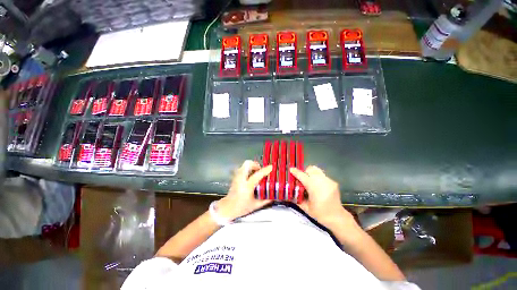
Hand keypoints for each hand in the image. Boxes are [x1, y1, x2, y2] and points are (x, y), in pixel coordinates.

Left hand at [218, 160, 272, 220]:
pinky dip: (248, 169)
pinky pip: (242, 168)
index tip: (271, 167)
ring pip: (244, 165)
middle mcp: (241, 179)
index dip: (265, 170)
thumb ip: (266, 200)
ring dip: (252, 166)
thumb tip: (274, 195)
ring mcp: (237, 177)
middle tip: (261, 169)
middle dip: (255, 164)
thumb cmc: (241, 208)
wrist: (227, 209)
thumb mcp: (255, 205)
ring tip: (257, 172)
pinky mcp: (235, 177)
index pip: (257, 175)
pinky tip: (251, 175)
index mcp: (247, 186)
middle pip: (247, 164)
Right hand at [290, 166, 357, 230]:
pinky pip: (322, 175)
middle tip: (302, 179)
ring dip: (311, 174)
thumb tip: (291, 192)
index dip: (295, 172)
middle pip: (310, 169)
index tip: (291, 169)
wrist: (337, 217)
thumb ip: (298, 198)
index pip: (302, 176)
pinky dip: (317, 178)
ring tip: (310, 181)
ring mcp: (328, 180)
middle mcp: (321, 181)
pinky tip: (318, 186)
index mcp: (314, 187)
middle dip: (305, 172)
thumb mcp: (306, 207)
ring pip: (317, 170)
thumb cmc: (320, 214)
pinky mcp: (333, 182)